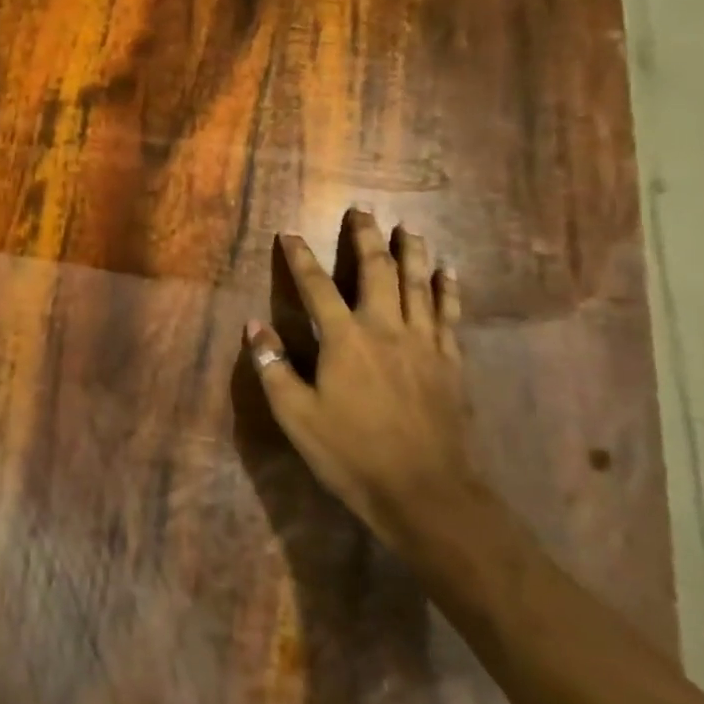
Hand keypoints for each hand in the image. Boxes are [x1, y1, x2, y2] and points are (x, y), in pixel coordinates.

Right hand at [244, 209, 478, 552]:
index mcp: (345, 339)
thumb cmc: (351, 453)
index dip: (301, 258)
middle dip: (366, 238)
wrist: (425, 493)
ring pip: (418, 285)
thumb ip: (273, 367)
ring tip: (408, 228)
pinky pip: (450, 315)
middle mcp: (386, 329)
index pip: (316, 287)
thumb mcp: (296, 415)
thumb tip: (253, 326)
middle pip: (376, 271)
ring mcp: (424, 344)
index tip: (290, 234)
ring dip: (411, 253)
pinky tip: (449, 273)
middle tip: (361, 211)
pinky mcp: (450, 363)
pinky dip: (448, 290)